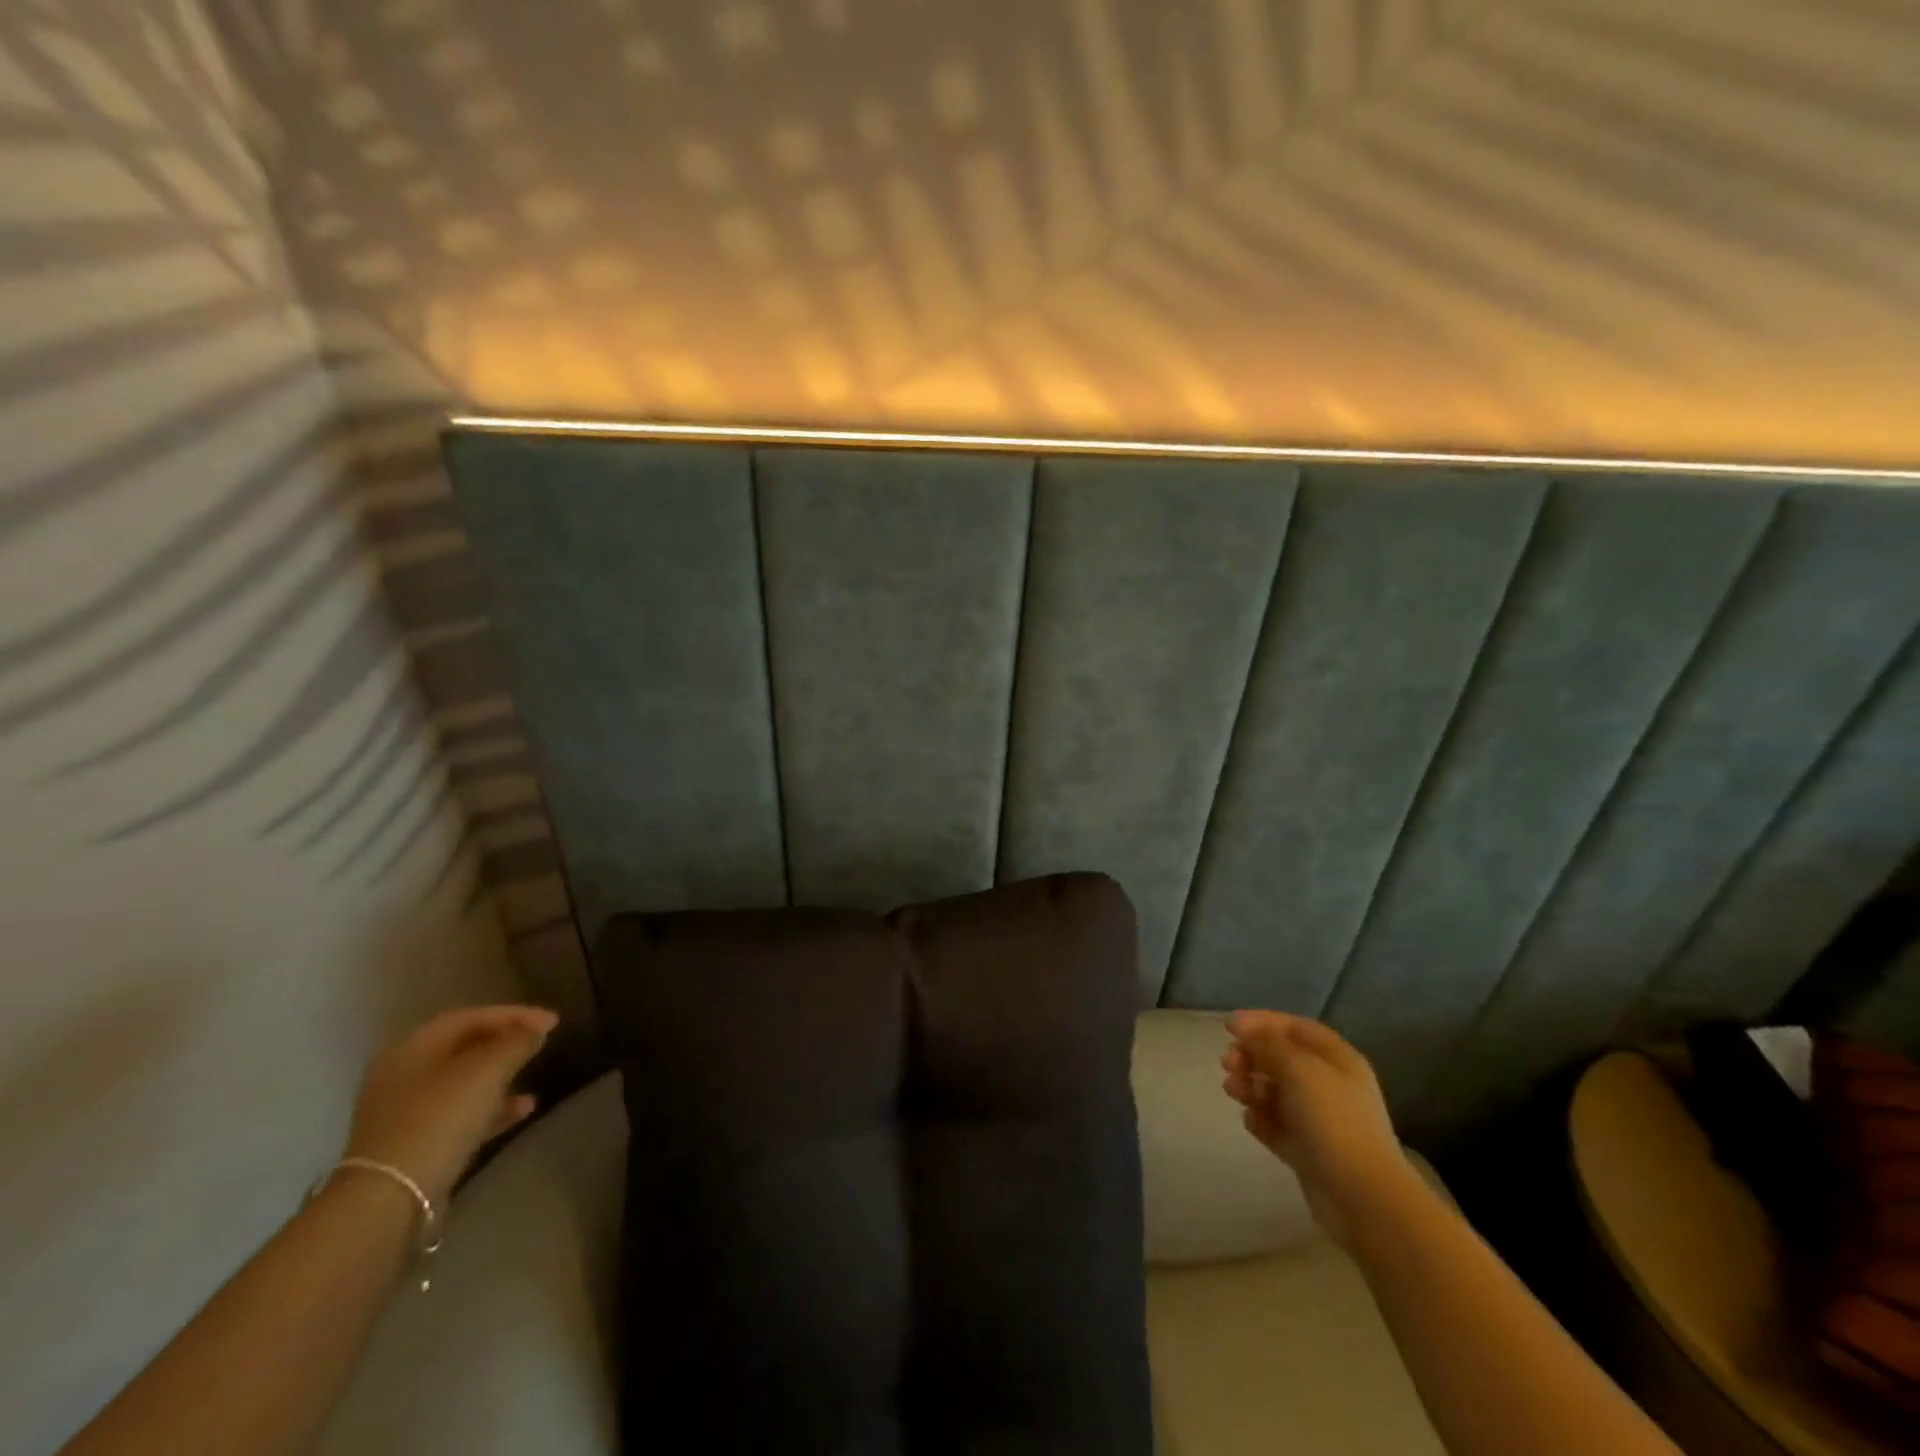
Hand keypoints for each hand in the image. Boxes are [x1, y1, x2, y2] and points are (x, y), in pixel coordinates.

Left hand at [343, 1005, 557, 1207]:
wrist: (391, 1198)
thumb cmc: (439, 1118)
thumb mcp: (487, 1071)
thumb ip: (516, 1042)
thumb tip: (537, 1027)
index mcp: (413, 1047)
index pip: (470, 1017)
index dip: (515, 1014)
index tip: (553, 1021)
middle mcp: (403, 1074)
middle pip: (464, 1047)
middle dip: (506, 1043)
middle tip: (541, 1042)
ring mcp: (404, 1113)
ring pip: (463, 1082)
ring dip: (501, 1076)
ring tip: (535, 1074)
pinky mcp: (413, 1145)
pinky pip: (459, 1114)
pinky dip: (491, 1108)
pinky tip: (523, 1110)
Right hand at [1222, 1010, 1417, 1247]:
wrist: (1363, 1198)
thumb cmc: (1333, 1121)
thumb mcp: (1299, 1069)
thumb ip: (1267, 1043)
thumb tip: (1244, 1027)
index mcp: (1336, 1059)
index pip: (1295, 1027)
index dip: (1262, 1022)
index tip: (1229, 1027)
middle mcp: (1329, 1084)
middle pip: (1281, 1058)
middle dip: (1251, 1056)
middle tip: (1227, 1064)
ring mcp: (1318, 1119)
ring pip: (1275, 1091)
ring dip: (1250, 1086)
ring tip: (1232, 1091)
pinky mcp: (1307, 1150)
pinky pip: (1276, 1125)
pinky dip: (1260, 1119)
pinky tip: (1251, 1121)